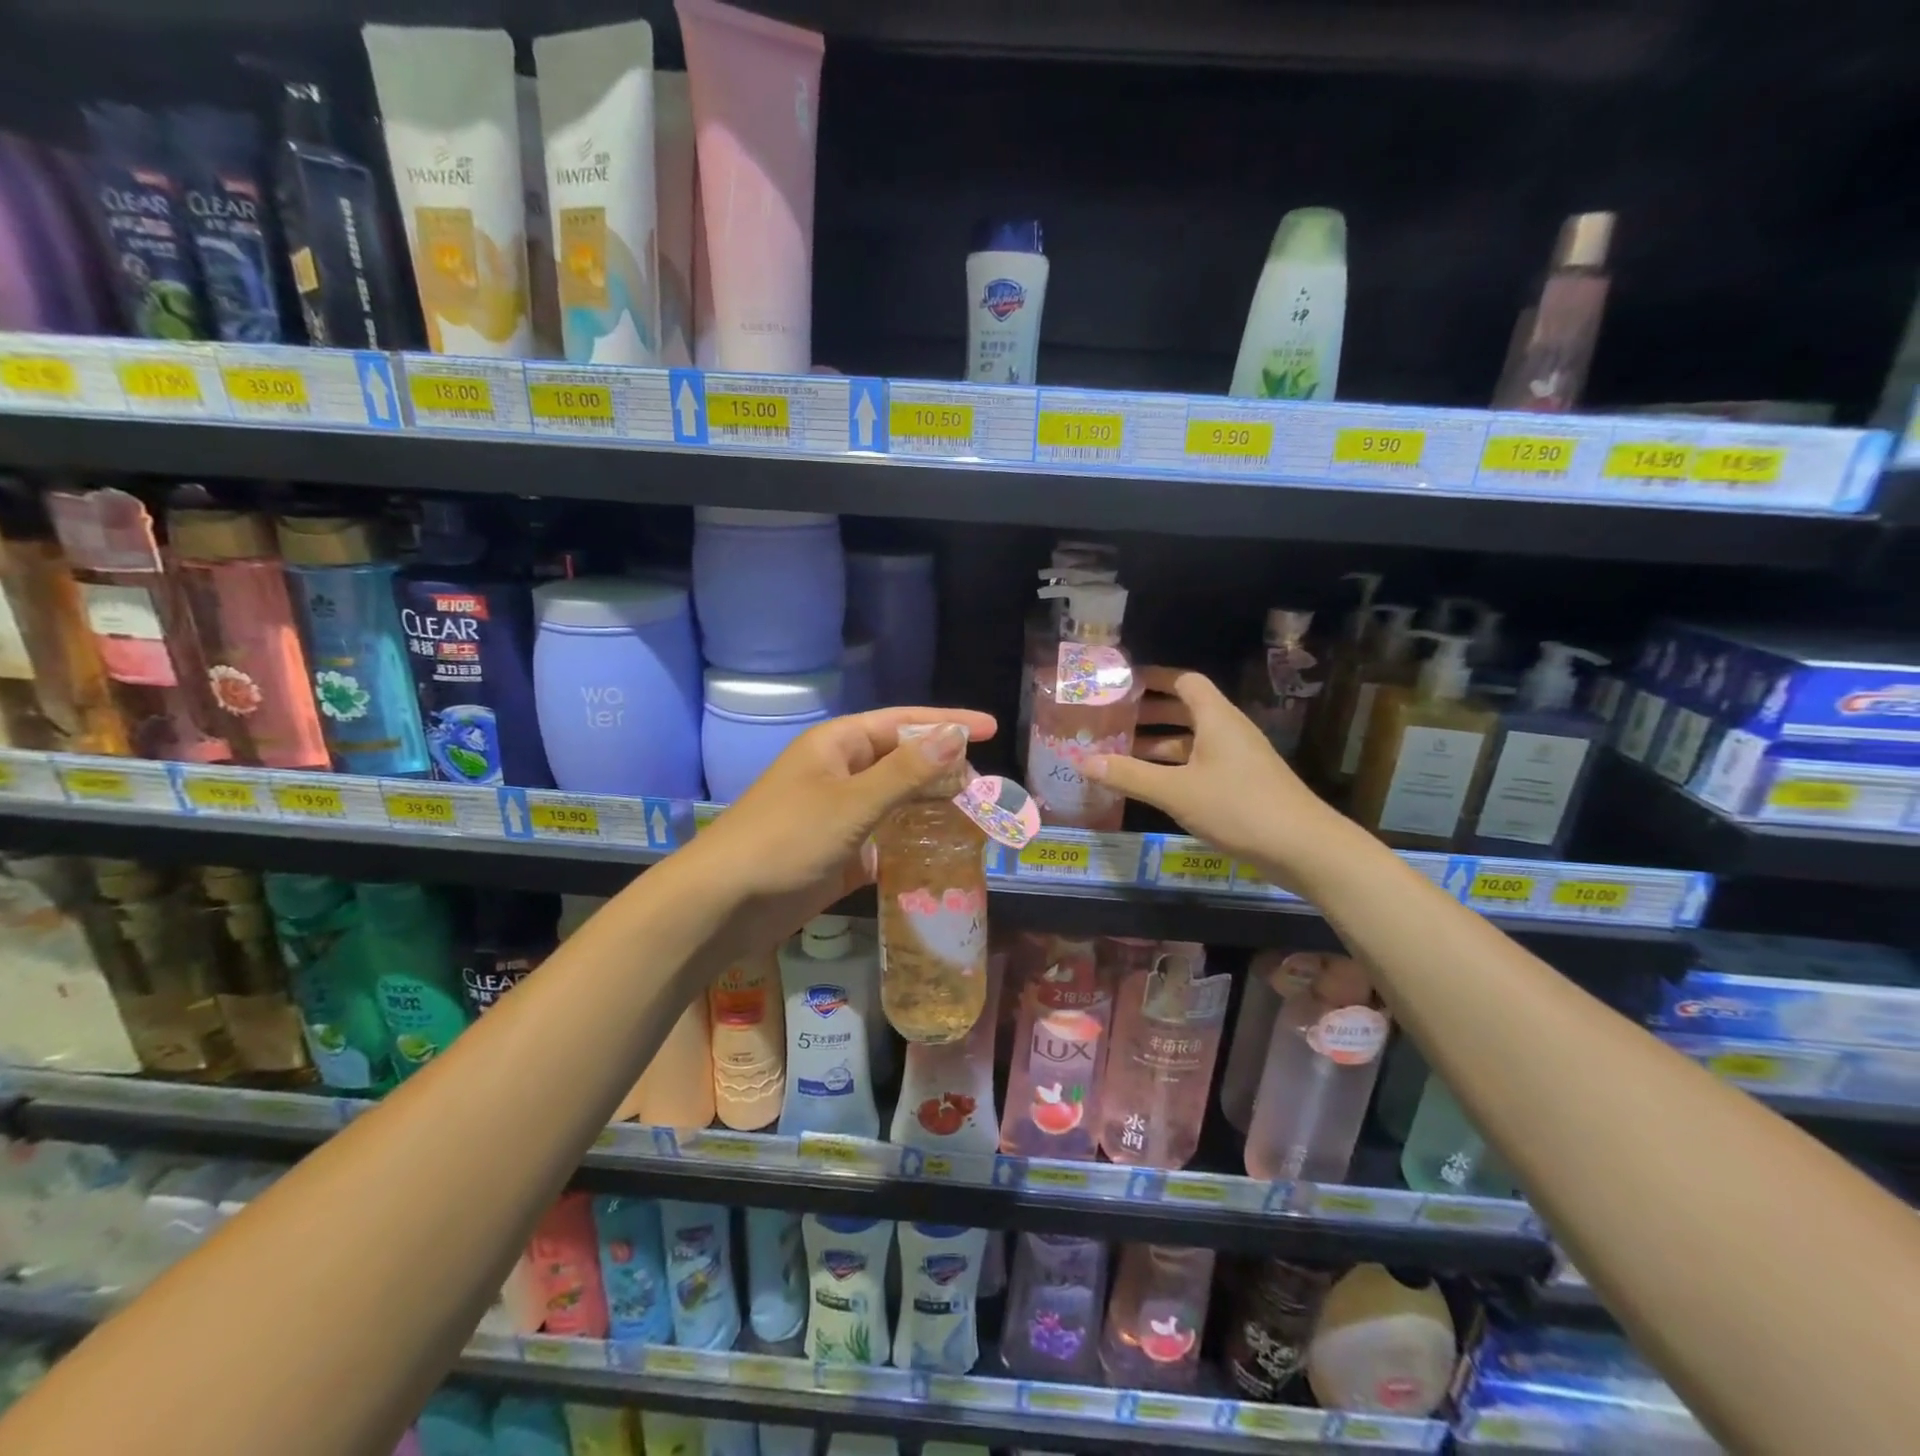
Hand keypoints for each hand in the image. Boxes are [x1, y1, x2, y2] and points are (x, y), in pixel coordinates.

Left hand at [680, 706, 997, 959]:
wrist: (722, 905)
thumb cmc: (786, 839)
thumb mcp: (852, 802)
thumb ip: (907, 771)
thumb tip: (956, 736)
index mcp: (838, 745)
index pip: (903, 723)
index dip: (947, 724)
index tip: (991, 730)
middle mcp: (839, 773)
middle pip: (902, 761)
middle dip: (944, 770)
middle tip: (986, 788)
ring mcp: (837, 815)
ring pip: (896, 801)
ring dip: (931, 807)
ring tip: (974, 818)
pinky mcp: (837, 853)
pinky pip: (884, 838)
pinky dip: (911, 842)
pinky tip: (940, 852)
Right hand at [1086, 667, 1344, 882]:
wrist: (1303, 848)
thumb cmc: (1238, 807)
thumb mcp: (1176, 791)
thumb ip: (1129, 775)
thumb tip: (1082, 761)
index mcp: (1216, 719)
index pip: (1185, 681)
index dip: (1155, 678)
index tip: (1122, 683)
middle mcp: (1228, 732)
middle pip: (1186, 710)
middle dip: (1149, 713)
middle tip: (1112, 720)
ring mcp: (1238, 760)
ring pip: (1192, 741)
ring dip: (1159, 745)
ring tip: (1120, 754)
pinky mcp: (1242, 785)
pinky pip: (1200, 765)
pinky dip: (1174, 768)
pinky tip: (1151, 786)